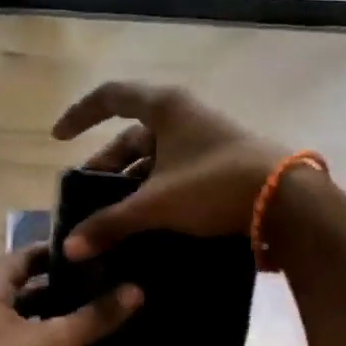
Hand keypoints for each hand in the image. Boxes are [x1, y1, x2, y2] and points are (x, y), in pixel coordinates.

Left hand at [0, 244, 142, 345]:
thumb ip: (95, 316)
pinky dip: (50, 339)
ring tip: (97, 308)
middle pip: (25, 288)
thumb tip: (136, 290)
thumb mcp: (56, 342)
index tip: (88, 249)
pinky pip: (27, 343)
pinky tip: (81, 343)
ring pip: (28, 318)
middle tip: (101, 278)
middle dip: (61, 285)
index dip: (53, 251)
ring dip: (57, 314)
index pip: (22, 257)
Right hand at [51, 81, 285, 259]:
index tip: (59, 139)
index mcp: (165, 107)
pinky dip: (157, 189)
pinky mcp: (222, 162)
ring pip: (156, 156)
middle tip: (89, 196)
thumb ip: (111, 223)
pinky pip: (177, 170)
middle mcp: (184, 115)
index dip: (80, 115)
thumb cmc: (214, 185)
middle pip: (132, 135)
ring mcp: (206, 138)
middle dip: (107, 165)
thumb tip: (70, 248)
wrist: (286, 201)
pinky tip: (149, 218)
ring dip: (132, 182)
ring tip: (114, 214)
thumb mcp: (157, 204)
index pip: (111, 97)